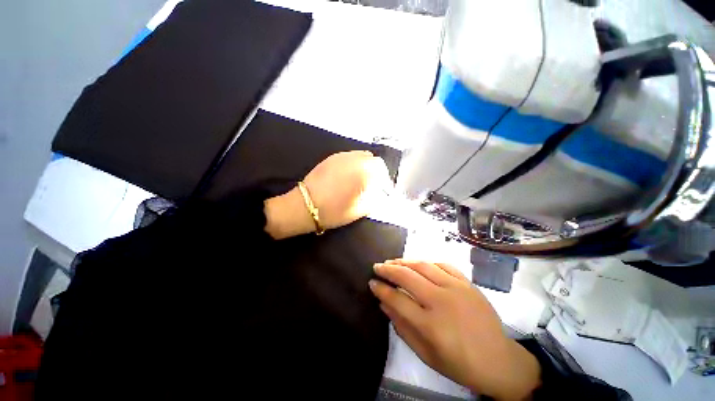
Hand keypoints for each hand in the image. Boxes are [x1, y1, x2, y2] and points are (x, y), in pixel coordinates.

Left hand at [264, 151, 391, 238]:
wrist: (306, 206)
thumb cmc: (335, 211)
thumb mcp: (360, 210)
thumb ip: (375, 198)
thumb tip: (380, 191)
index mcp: (363, 172)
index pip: (381, 168)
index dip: (383, 178)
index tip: (381, 188)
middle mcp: (353, 160)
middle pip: (372, 159)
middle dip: (375, 170)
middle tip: (371, 183)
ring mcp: (341, 157)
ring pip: (360, 155)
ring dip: (364, 165)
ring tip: (359, 179)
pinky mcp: (331, 158)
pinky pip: (349, 157)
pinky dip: (353, 164)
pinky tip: (347, 176)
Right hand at [369, 260, 540, 399]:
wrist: (499, 361)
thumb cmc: (459, 364)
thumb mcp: (425, 354)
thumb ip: (401, 327)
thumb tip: (383, 303)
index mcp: (431, 324)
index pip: (397, 299)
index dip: (381, 289)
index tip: (371, 283)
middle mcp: (442, 301)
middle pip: (407, 277)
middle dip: (388, 269)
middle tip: (377, 266)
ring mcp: (456, 288)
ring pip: (423, 266)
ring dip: (404, 261)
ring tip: (393, 261)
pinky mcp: (468, 283)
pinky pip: (443, 265)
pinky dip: (428, 263)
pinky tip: (419, 264)